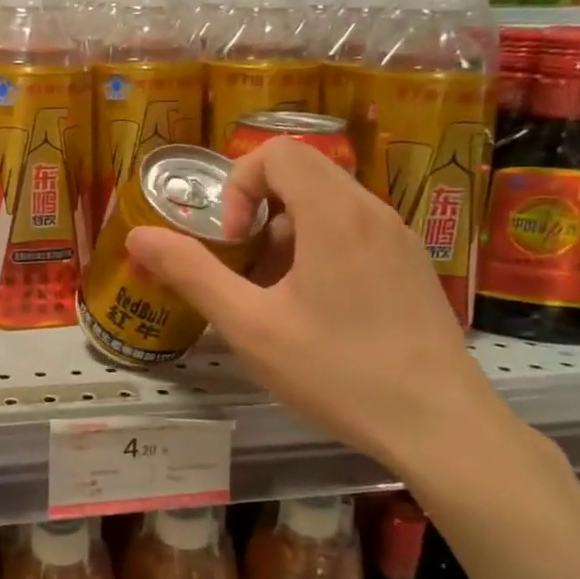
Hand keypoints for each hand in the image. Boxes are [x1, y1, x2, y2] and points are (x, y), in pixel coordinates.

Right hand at [125, 138, 507, 476]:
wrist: (441, 426)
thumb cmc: (339, 372)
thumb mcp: (250, 326)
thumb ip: (192, 273)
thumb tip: (138, 236)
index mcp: (334, 213)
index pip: (277, 151)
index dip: (240, 185)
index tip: (233, 241)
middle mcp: (372, 210)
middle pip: (302, 173)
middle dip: (259, 210)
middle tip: (246, 267)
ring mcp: (399, 237)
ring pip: (328, 204)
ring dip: (287, 234)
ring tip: (276, 297)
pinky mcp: (412, 265)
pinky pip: (355, 231)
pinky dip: (320, 249)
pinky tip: (317, 311)